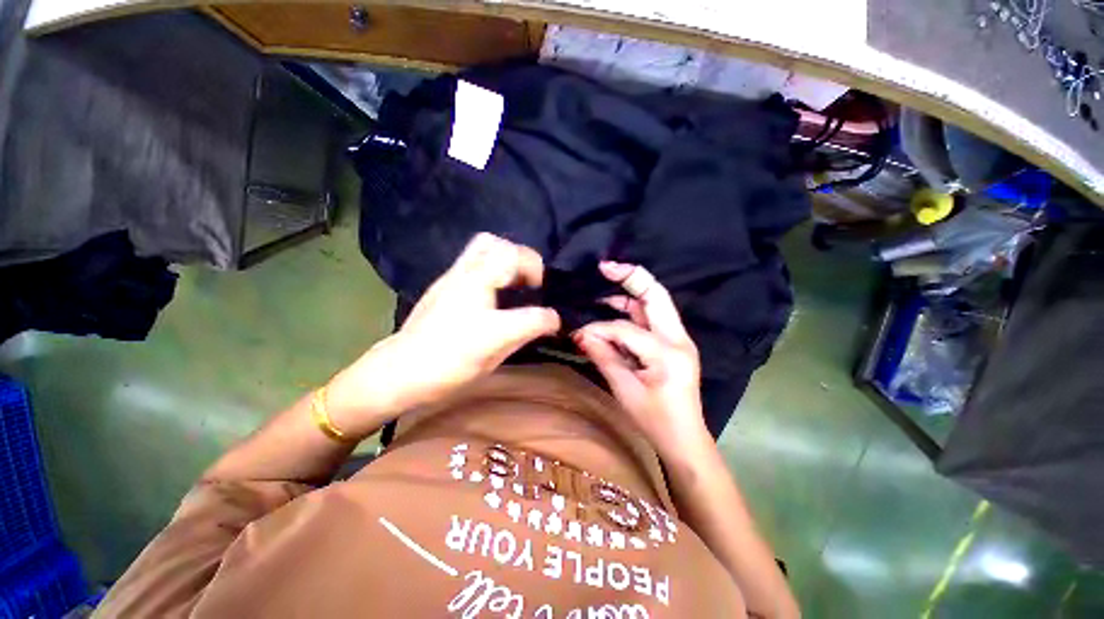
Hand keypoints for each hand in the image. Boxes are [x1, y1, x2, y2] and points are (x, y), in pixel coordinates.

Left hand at [326, 233, 559, 436]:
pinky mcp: (445, 280)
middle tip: (531, 285)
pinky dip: (493, 263)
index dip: (544, 300)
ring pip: (485, 243)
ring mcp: (454, 276)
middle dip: (525, 261)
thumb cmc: (448, 365)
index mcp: (481, 296)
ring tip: (514, 282)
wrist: (400, 370)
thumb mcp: (495, 353)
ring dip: (507, 257)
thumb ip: (526, 330)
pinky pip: (474, 256)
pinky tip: (494, 289)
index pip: (526, 293)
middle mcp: (467, 277)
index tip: (548, 311)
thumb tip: (551, 320)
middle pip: (502, 247)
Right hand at [573, 262, 709, 457]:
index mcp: (668, 353)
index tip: (579, 333)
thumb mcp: (625, 390)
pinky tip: (615, 310)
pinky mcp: (674, 344)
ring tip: (605, 287)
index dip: (600, 329)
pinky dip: (633, 311)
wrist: (685, 439)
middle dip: (631, 277)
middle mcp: (679, 339)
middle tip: (605, 267)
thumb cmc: (656, 421)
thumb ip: (604, 356)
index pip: (626, 329)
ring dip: (631, 294)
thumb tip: (581, 334)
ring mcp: (679, 339)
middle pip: (656, 295)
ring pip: (656, 303)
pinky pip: (653, 318)